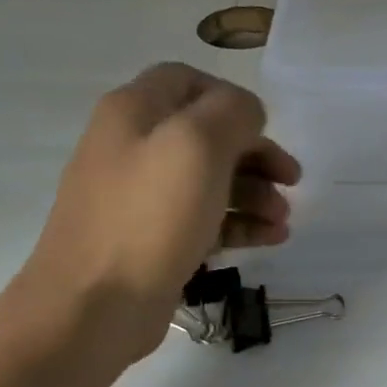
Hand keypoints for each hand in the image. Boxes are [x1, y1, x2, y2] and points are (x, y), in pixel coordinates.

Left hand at [14, 64, 300, 368]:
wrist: (94, 305)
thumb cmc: (149, 217)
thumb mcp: (197, 146)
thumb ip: (232, 113)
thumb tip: (248, 114)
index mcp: (135, 113)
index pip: (187, 81)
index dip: (232, 99)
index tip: (267, 130)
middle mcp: (133, 147)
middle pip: (206, 135)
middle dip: (255, 154)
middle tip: (292, 180)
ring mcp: (141, 197)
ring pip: (210, 181)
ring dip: (255, 194)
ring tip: (283, 220)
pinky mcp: (153, 239)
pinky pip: (205, 219)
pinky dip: (240, 224)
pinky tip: (270, 239)